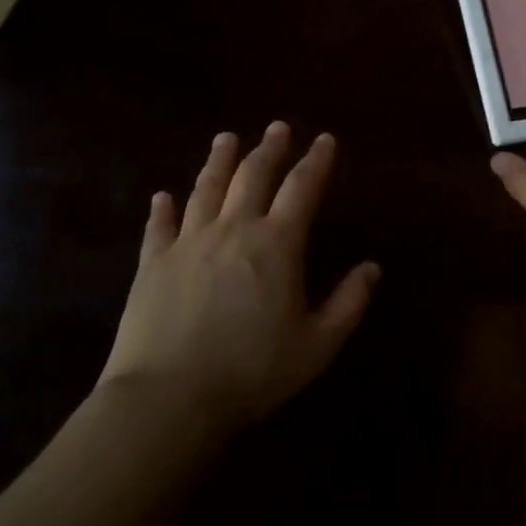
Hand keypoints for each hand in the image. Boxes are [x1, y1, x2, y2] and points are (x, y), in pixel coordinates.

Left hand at [98, 123, 379, 430]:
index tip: (325, 139)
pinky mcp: (152, 264)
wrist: (168, 398)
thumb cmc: (252, 371)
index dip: (316, 161)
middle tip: (277, 127)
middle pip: (252, 176)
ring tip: (226, 138)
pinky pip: (159, 226)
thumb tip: (372, 267)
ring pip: (206, 189)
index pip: (302, 189)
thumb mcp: (317, 345)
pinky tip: (163, 195)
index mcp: (277, 245)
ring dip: (219, 161)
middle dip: (269, 149)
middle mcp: (233, 230)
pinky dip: (163, 207)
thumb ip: (349, 303)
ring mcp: (188, 243)